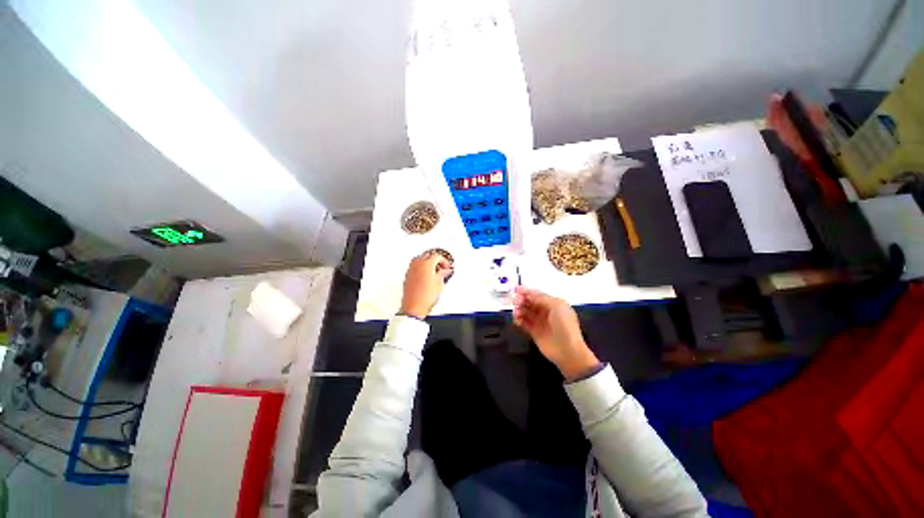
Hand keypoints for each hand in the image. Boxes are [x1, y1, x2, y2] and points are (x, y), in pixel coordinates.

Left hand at [400, 252, 452, 318]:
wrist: (414, 306)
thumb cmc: (425, 295)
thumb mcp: (439, 283)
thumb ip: (443, 274)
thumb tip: (445, 271)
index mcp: (426, 263)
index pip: (437, 256)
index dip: (444, 261)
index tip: (446, 267)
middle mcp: (417, 264)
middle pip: (428, 255)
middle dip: (435, 260)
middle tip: (441, 267)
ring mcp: (411, 269)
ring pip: (420, 260)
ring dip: (427, 263)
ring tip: (434, 271)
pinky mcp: (407, 275)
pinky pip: (415, 266)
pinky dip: (421, 268)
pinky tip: (426, 275)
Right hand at [513, 286, 598, 380]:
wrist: (568, 351)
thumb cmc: (565, 326)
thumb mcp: (557, 306)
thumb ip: (541, 298)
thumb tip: (528, 294)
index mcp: (554, 304)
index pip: (537, 295)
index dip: (527, 291)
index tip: (516, 289)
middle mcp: (546, 312)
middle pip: (530, 302)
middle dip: (522, 300)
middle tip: (515, 301)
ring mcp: (540, 322)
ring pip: (525, 312)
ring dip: (519, 310)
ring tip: (516, 312)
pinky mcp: (534, 332)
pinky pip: (523, 323)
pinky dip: (519, 320)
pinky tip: (517, 320)